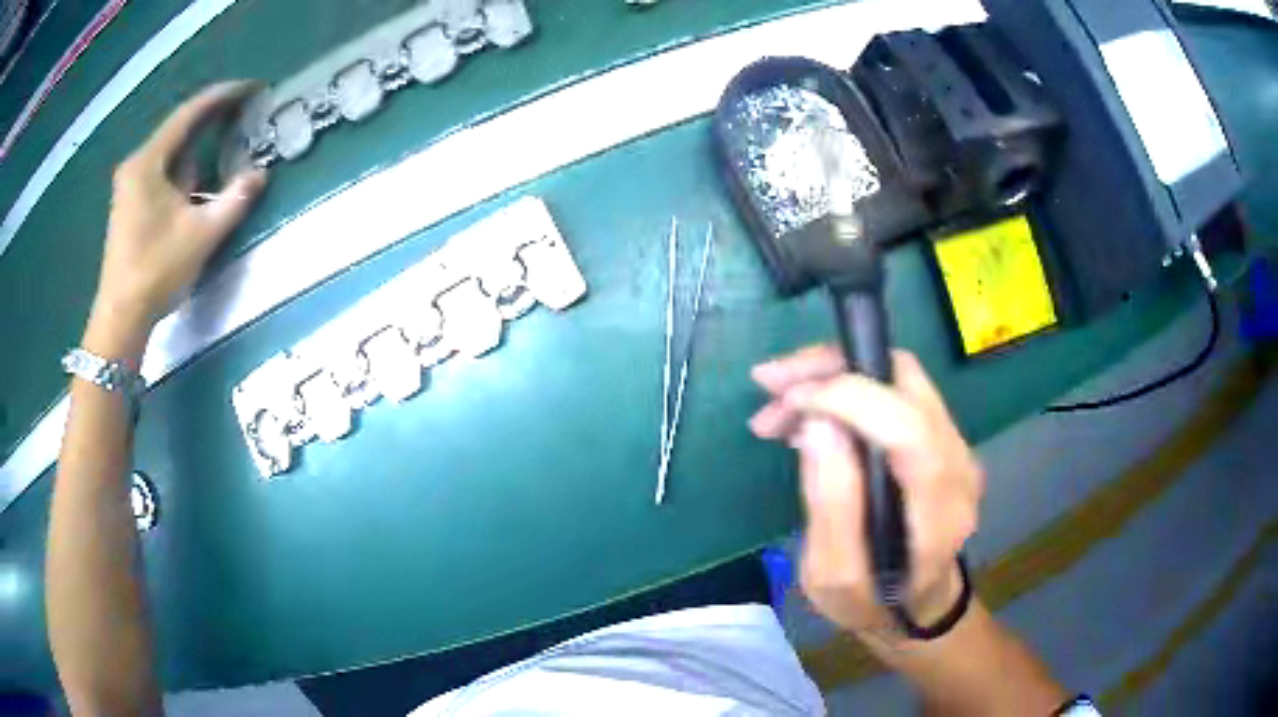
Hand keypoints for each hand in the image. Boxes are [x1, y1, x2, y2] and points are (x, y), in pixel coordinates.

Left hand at [92, 81, 267, 336]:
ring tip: (224, 146)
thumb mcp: (201, 235)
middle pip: (178, 131)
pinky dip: (182, 171)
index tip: (252, 88)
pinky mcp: (129, 206)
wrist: (120, 319)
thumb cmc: (156, 272)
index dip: (222, 96)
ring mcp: (129, 187)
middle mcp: (136, 166)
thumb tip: (261, 174)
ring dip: (196, 150)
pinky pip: (162, 173)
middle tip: (243, 113)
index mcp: (148, 162)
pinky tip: (195, 183)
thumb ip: (234, 200)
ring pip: (170, 155)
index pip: (189, 114)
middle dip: (210, 122)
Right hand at [750, 346, 983, 635]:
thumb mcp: (835, 578)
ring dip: (833, 375)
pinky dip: (847, 388)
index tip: (791, 401)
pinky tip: (808, 415)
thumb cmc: (874, 602)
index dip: (851, 397)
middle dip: (832, 369)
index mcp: (939, 512)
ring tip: (776, 407)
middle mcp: (959, 465)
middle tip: (770, 387)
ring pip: (897, 375)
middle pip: (906, 381)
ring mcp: (956, 445)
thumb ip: (832, 507)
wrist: (919, 603)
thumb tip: (817, 424)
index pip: (910, 429)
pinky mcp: (942, 435)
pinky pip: (894, 390)